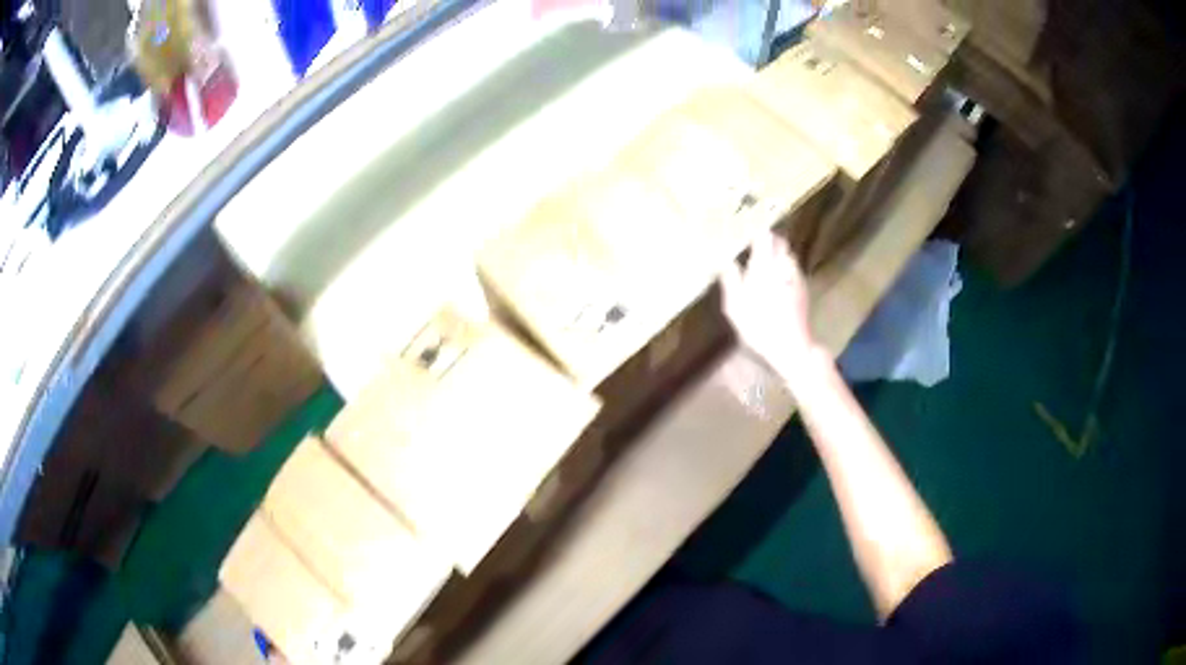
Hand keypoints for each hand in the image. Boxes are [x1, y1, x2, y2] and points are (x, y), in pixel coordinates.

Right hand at [720, 232, 817, 373]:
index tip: (746, 229)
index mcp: (763, 267)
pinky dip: (785, 268)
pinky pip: (793, 269)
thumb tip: (726, 261)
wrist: (792, 347)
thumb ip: (731, 280)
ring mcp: (796, 277)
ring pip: (788, 255)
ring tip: (766, 261)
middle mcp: (782, 266)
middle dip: (769, 239)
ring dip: (778, 253)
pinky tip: (778, 280)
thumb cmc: (759, 328)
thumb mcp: (735, 307)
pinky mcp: (803, 289)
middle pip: (780, 241)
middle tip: (755, 243)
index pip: (764, 236)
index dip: (756, 230)